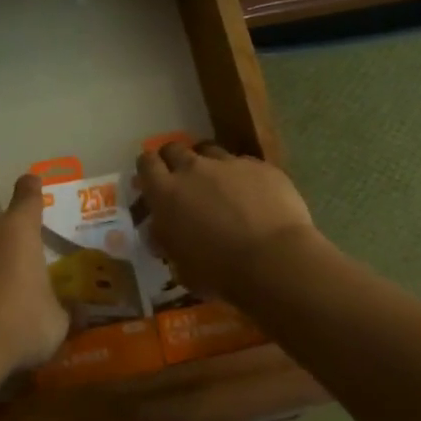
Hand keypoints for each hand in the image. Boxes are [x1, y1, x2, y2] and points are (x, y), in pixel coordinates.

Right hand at [135, 142, 319, 299]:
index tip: (152, 180)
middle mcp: (193, 169)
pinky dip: (241, 175)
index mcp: (166, 193)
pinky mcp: (260, 166)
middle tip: (182, 180)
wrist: (274, 260)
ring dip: (207, 164)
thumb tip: (160, 230)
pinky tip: (252, 194)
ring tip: (218, 184)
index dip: (148, 169)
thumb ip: (166, 240)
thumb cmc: (220, 272)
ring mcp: (229, 163)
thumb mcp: (180, 265)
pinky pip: (243, 163)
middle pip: (174, 149)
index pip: (146, 164)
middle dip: (174, 160)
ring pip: (209, 150)